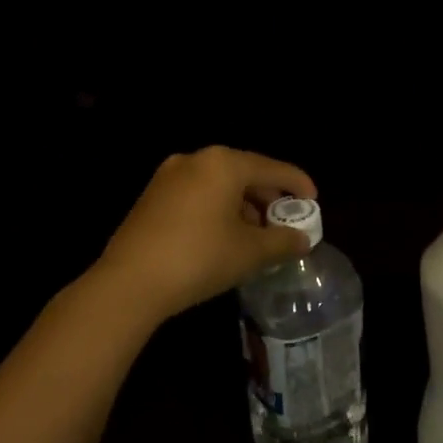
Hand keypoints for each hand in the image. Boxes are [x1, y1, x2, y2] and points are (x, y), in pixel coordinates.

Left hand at [95, 147, 317, 322]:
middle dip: (268, 197)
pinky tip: (223, 236)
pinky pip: (197, 194)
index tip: (314, 201)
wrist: (129, 283)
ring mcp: (168, 176)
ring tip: (256, 234)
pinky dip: (217, 208)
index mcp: (224, 163)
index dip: (297, 184)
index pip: (272, 168)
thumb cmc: (199, 258)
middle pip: (244, 172)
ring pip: (219, 184)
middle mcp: (195, 159)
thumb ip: (282, 241)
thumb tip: (303, 239)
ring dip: (242, 204)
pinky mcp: (151, 196)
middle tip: (285, 221)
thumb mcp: (250, 252)